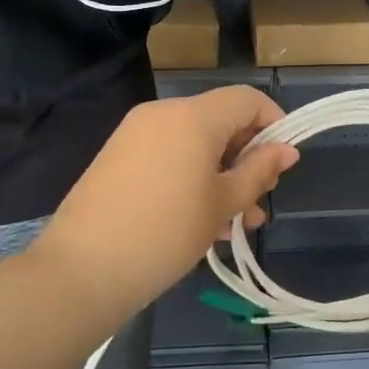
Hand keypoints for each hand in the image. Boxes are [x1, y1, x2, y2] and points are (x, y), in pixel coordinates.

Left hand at [34, 87, 298, 315]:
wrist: (82, 270)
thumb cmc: (166, 232)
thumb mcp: (222, 203)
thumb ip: (259, 171)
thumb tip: (287, 150)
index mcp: (193, 116)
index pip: (247, 99)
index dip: (274, 123)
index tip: (284, 162)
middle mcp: (163, 113)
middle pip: (220, 121)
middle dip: (247, 158)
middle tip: (259, 201)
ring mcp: (136, 134)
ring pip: (195, 143)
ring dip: (221, 175)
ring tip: (236, 223)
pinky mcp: (118, 157)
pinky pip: (168, 155)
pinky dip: (191, 177)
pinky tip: (201, 222)